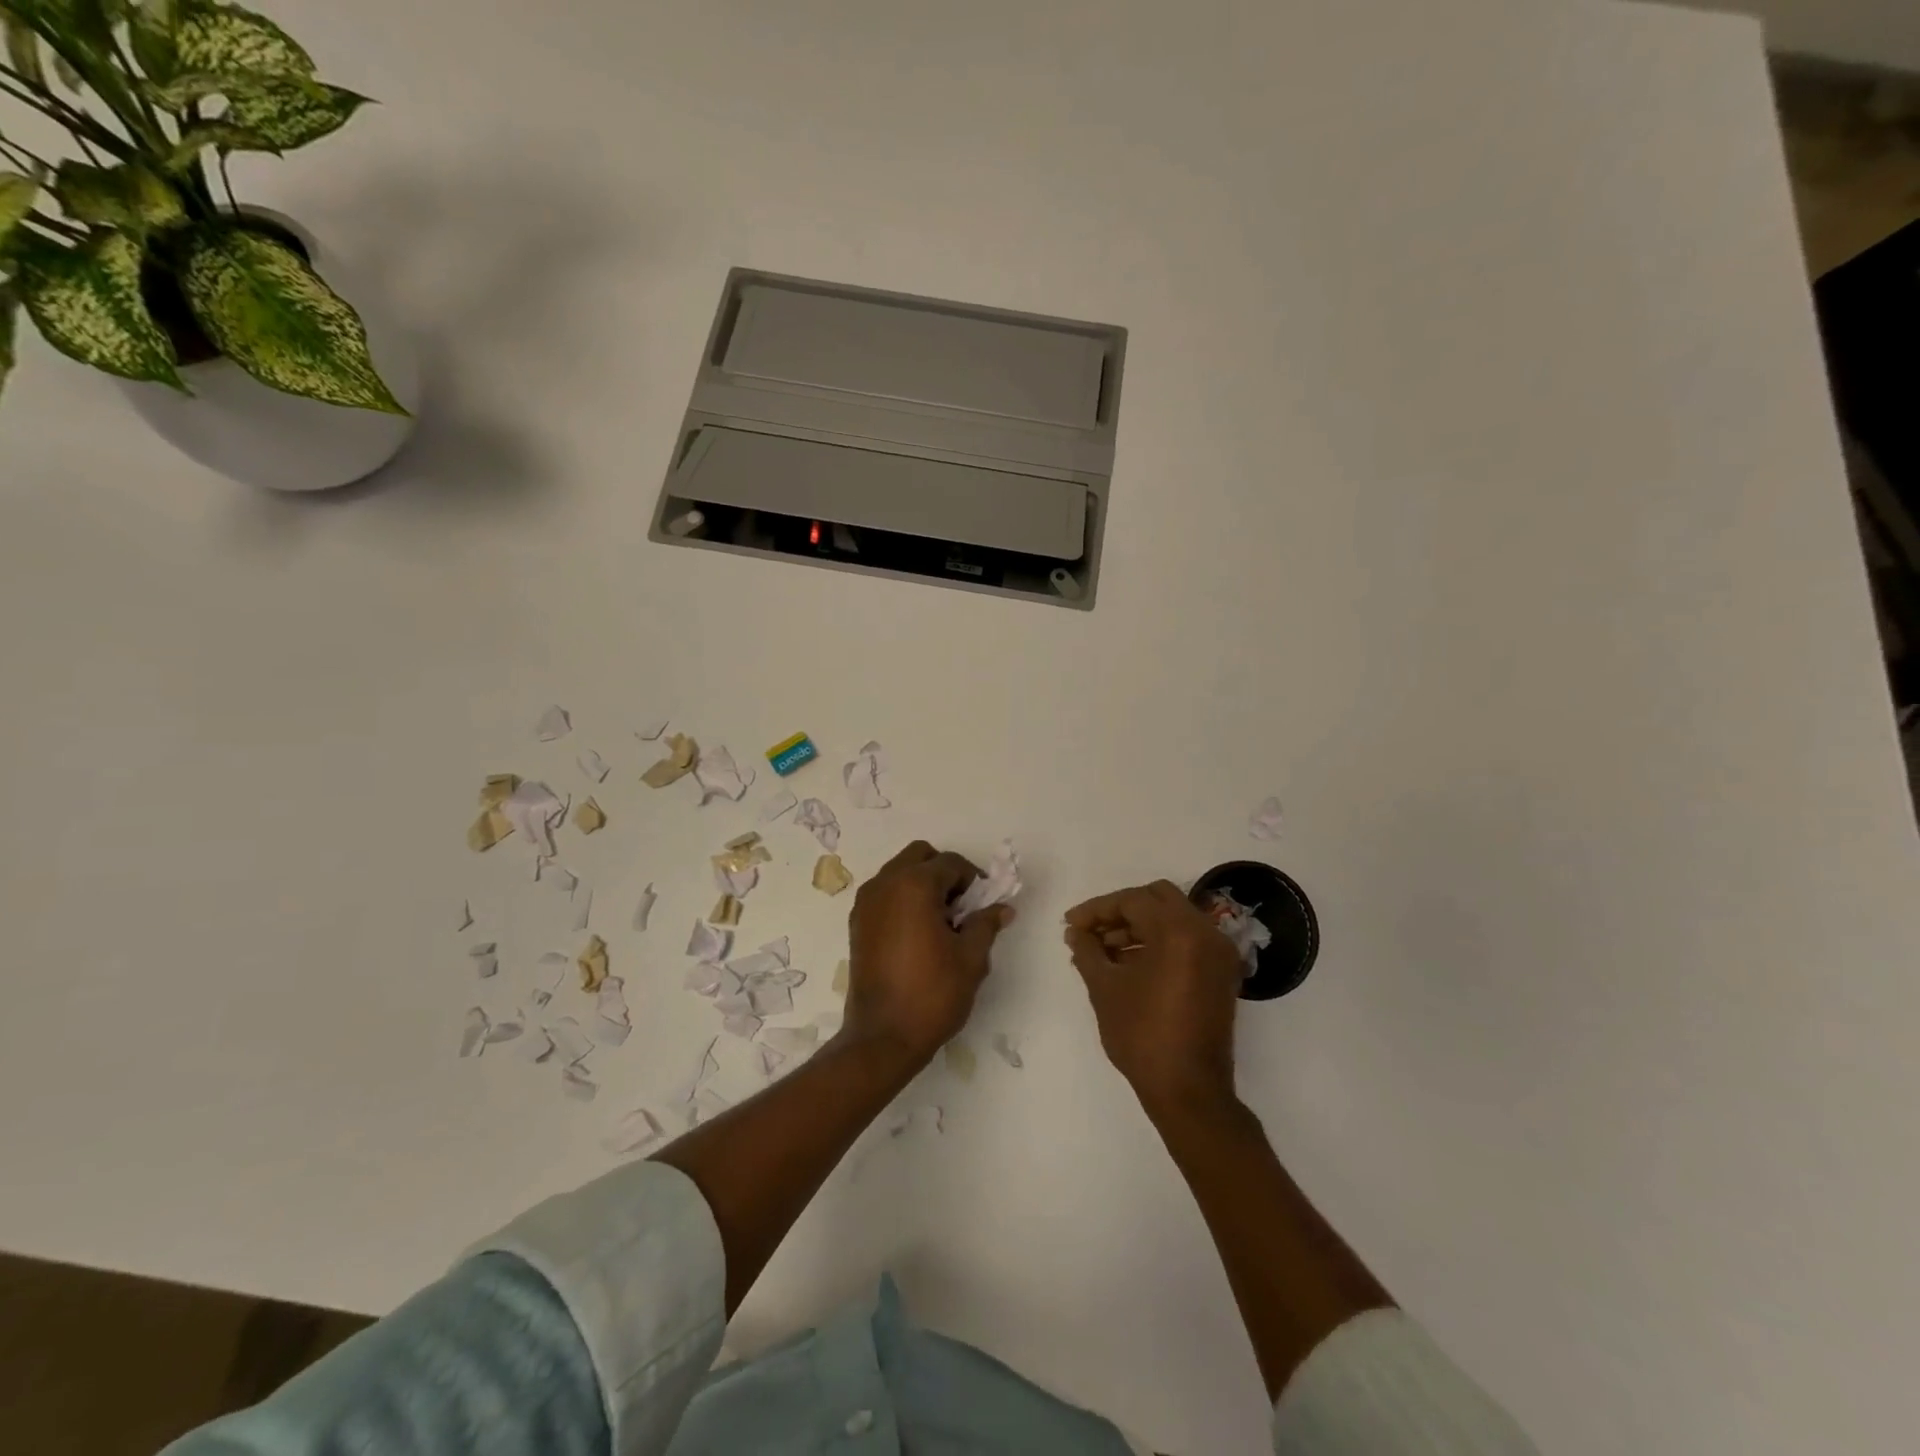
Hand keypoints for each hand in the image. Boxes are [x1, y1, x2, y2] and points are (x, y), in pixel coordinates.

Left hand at [846, 841, 1013, 1064]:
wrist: (882, 1038)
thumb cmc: (932, 994)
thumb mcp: (971, 959)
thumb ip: (985, 924)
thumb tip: (1002, 908)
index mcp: (914, 885)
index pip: (951, 863)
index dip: (973, 880)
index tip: (984, 905)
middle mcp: (885, 884)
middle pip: (920, 856)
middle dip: (944, 873)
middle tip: (961, 907)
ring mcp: (866, 903)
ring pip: (899, 872)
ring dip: (922, 884)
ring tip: (940, 923)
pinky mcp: (857, 923)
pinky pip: (884, 894)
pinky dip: (903, 899)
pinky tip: (918, 934)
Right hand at [1065, 880, 1245, 1118]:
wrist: (1189, 1091)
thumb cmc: (1142, 1035)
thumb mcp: (1104, 988)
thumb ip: (1087, 951)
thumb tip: (1075, 932)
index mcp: (1179, 931)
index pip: (1133, 901)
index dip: (1097, 909)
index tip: (1071, 925)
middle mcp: (1206, 933)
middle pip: (1157, 899)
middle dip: (1120, 911)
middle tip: (1091, 931)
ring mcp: (1218, 954)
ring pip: (1173, 919)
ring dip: (1138, 927)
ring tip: (1102, 951)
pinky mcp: (1220, 974)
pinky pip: (1186, 941)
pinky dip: (1158, 943)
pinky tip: (1127, 964)